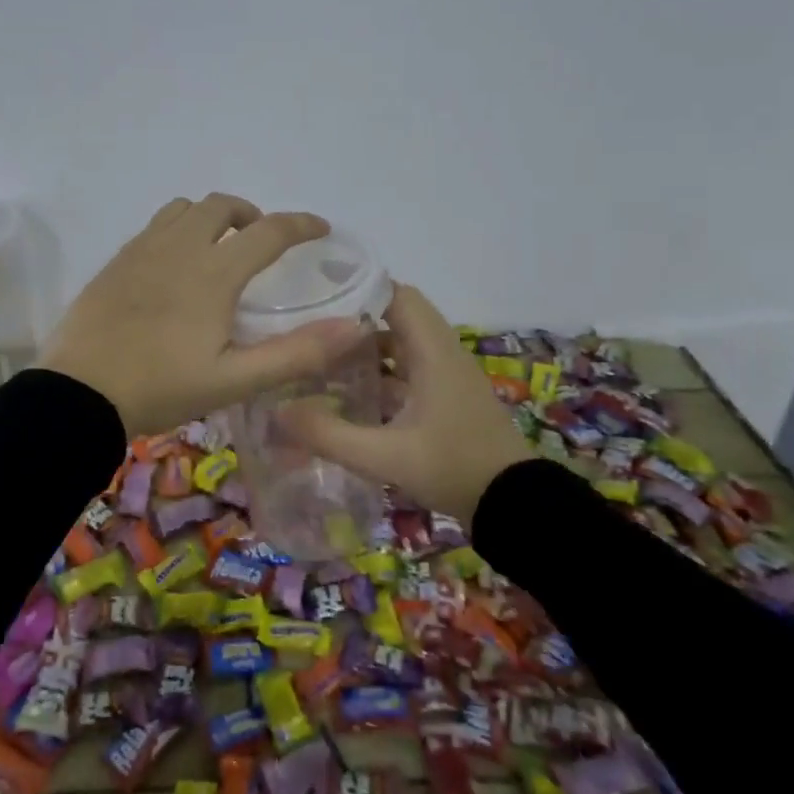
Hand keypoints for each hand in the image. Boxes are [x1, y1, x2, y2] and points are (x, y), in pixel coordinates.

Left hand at [37, 194, 367, 436]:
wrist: (77, 394)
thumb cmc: (160, 388)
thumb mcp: (234, 381)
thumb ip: (296, 353)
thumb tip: (354, 327)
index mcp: (213, 273)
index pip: (268, 231)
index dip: (301, 225)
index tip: (320, 228)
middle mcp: (179, 247)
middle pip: (221, 206)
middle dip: (251, 214)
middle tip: (261, 242)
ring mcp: (142, 250)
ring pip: (183, 208)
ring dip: (210, 216)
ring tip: (218, 246)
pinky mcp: (116, 261)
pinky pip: (154, 226)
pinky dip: (178, 229)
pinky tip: (174, 264)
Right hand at [278, 283, 531, 525]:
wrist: (515, 505)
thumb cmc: (453, 468)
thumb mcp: (386, 457)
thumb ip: (330, 434)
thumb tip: (278, 411)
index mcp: (433, 351)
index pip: (398, 295)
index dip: (361, 288)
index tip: (319, 293)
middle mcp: (442, 354)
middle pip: (397, 317)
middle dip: (355, 319)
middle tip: (311, 327)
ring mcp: (448, 377)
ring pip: (403, 344)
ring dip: (368, 347)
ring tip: (322, 357)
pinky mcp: (448, 398)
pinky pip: (410, 370)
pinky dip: (382, 373)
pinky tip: (351, 394)